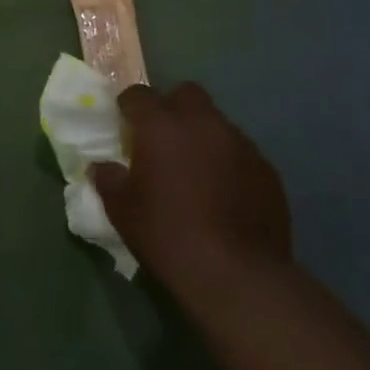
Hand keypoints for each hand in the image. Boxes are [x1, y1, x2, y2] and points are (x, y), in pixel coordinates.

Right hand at [91, 83, 291, 295]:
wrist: (237, 275)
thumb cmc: (168, 235)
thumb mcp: (122, 210)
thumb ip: (108, 179)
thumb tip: (102, 167)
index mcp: (161, 126)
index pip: (138, 95)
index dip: (128, 106)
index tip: (124, 124)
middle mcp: (203, 123)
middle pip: (186, 94)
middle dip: (171, 107)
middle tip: (162, 138)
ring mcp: (240, 144)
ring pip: (216, 122)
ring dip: (202, 135)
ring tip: (195, 169)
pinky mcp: (267, 169)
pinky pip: (240, 152)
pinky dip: (227, 162)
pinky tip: (223, 193)